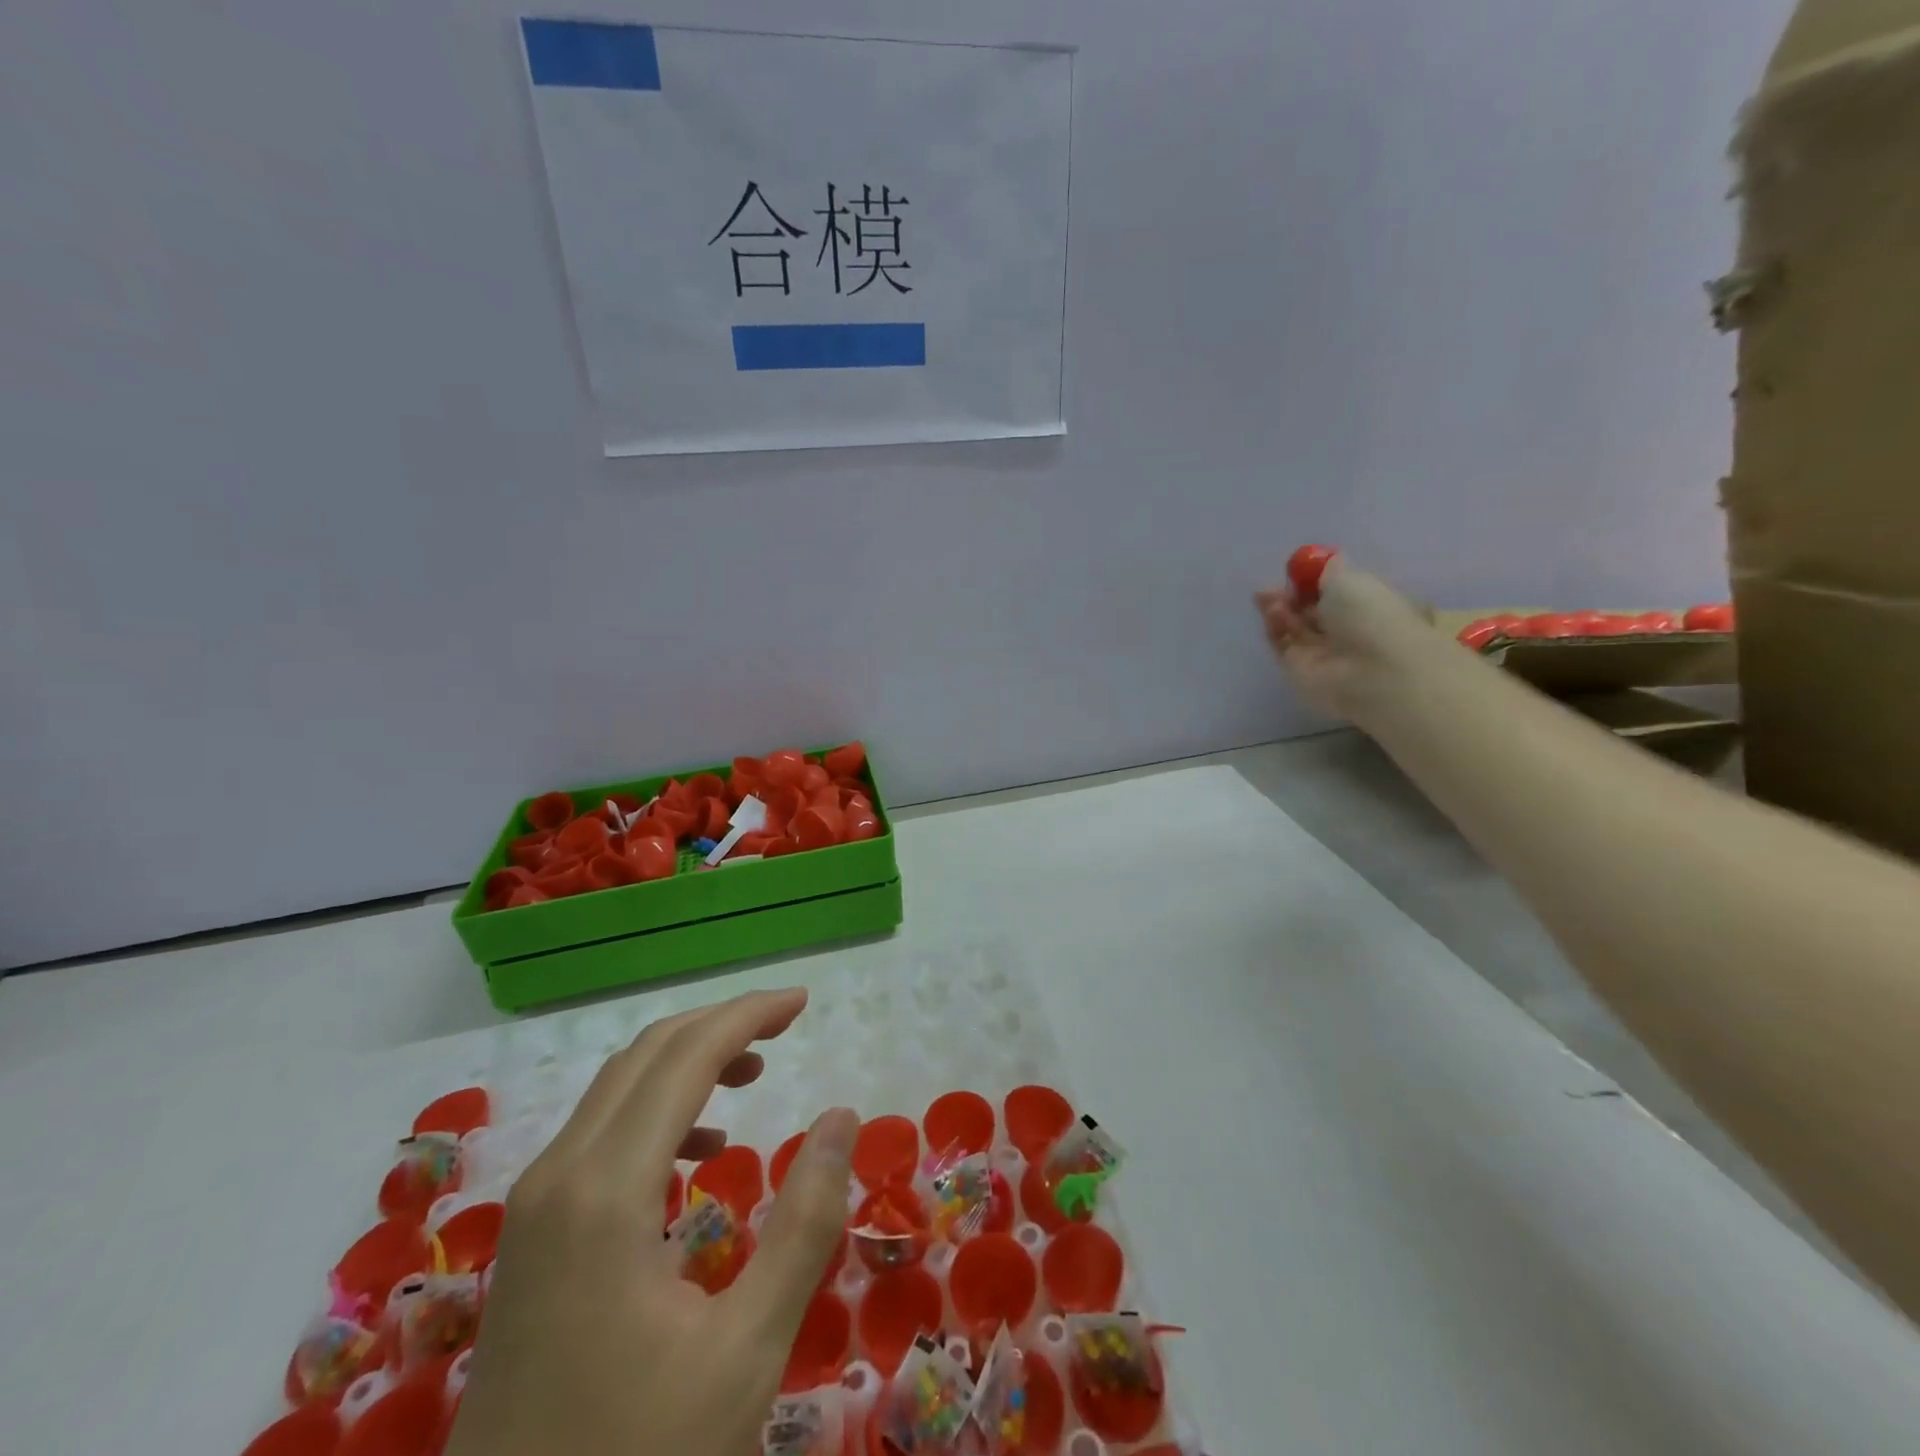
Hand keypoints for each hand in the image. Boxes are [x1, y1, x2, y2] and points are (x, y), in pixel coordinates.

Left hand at [445, 988, 856, 1455]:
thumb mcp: (746, 1350)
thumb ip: (804, 1223)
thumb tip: (842, 1117)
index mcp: (607, 1190)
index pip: (686, 1056)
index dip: (748, 1015)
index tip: (803, 1003)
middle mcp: (559, 1175)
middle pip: (647, 1054)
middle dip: (721, 1023)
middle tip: (787, 1022)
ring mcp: (535, 1205)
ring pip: (617, 1087)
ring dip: (687, 1061)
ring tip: (753, 1073)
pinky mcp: (531, 1235)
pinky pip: (600, 1132)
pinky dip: (657, 1109)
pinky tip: (699, 1152)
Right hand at [1254, 555, 1438, 727]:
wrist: (1370, 672)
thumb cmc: (1370, 617)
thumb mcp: (1350, 578)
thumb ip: (1328, 570)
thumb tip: (1322, 565)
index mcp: (1368, 604)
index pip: (1336, 590)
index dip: (1315, 579)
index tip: (1297, 568)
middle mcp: (1345, 628)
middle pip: (1310, 608)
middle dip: (1290, 594)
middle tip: (1271, 585)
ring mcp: (1321, 651)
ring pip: (1293, 625)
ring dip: (1279, 608)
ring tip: (1269, 598)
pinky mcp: (1299, 669)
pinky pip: (1282, 644)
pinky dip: (1274, 628)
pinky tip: (1274, 614)